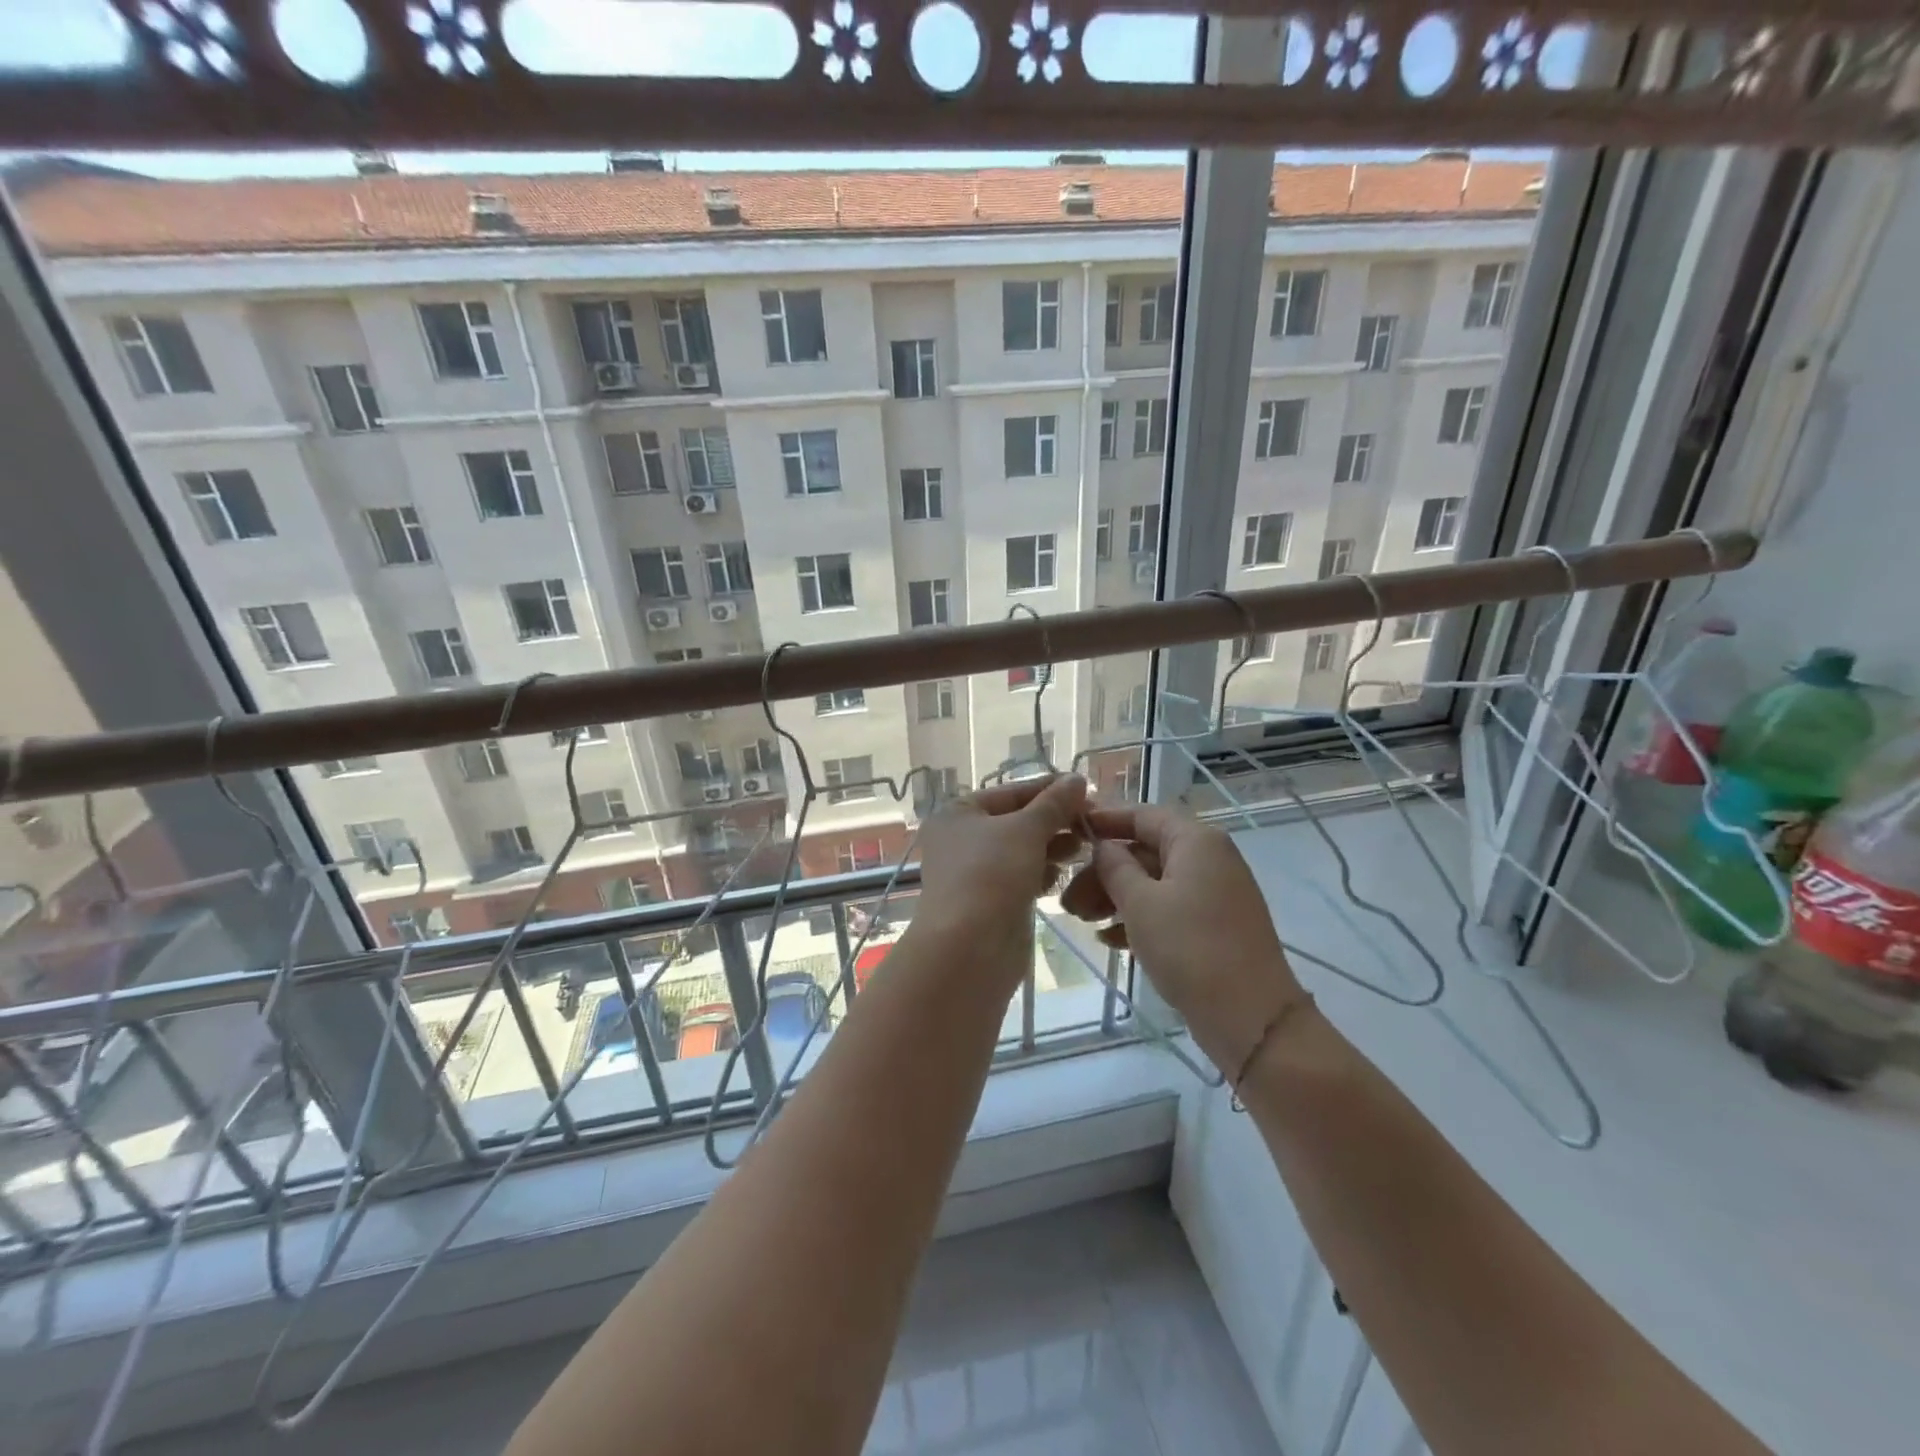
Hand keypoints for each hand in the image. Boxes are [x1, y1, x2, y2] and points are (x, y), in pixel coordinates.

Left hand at [914, 775, 1087, 945]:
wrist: (968, 948)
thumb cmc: (991, 875)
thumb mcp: (1026, 830)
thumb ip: (1054, 804)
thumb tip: (1076, 779)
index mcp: (959, 812)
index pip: (1012, 792)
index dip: (1051, 790)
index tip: (1089, 793)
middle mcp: (961, 838)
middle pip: (1017, 821)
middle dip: (1054, 821)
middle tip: (1092, 825)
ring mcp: (974, 872)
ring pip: (1021, 850)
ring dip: (1052, 847)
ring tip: (1083, 847)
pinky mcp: (989, 901)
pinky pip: (1020, 877)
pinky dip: (1041, 873)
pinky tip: (1062, 875)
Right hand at [1061, 803, 1304, 1074]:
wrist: (1251, 1017)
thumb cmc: (1190, 948)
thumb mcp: (1140, 903)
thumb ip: (1115, 867)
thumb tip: (1102, 847)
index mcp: (1196, 841)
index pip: (1142, 814)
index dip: (1104, 820)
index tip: (1069, 831)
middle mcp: (1209, 858)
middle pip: (1145, 851)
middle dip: (1103, 872)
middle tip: (1068, 899)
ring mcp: (1215, 893)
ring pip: (1154, 882)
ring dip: (1115, 897)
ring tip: (1082, 921)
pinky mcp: (1214, 925)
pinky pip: (1169, 908)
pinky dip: (1139, 917)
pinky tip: (1109, 940)